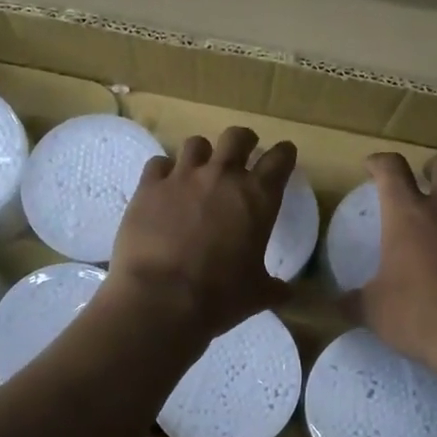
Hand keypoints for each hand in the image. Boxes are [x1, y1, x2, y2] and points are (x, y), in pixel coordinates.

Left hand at [101, 127, 296, 348]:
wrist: (161, 299)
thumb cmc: (219, 297)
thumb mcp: (257, 294)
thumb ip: (274, 287)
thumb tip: (287, 293)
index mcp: (258, 198)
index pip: (280, 158)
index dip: (284, 154)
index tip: (284, 156)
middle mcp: (223, 177)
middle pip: (237, 137)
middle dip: (243, 142)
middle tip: (241, 154)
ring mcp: (183, 177)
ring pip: (196, 143)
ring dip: (202, 154)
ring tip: (198, 171)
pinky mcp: (149, 186)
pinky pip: (158, 164)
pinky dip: (163, 172)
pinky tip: (163, 187)